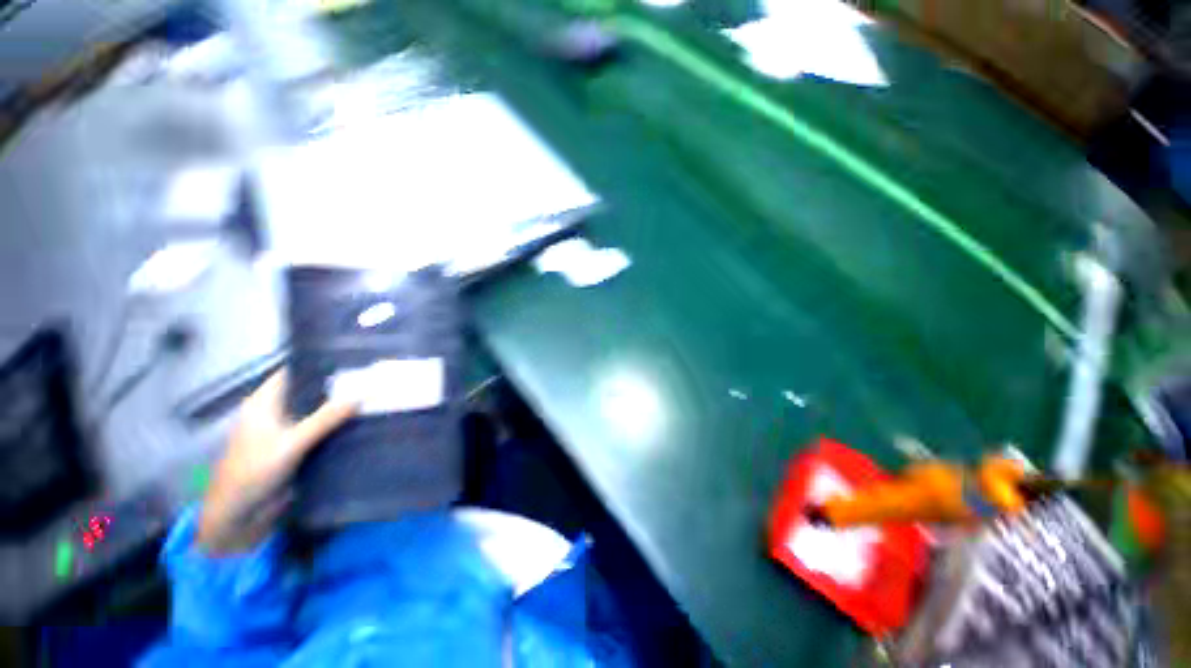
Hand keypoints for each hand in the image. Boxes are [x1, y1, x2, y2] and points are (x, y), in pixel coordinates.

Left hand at [197, 370, 356, 554]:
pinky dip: (339, 425)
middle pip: (310, 391)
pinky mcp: (296, 448)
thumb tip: (363, 394)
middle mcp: (276, 412)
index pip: (294, 372)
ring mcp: (286, 431)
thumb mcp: (291, 443)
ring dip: (341, 407)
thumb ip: (325, 419)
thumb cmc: (253, 473)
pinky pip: (321, 430)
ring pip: (318, 411)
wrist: (238, 517)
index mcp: (264, 403)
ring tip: (376, 395)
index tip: (353, 356)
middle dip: (338, 385)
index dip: (320, 362)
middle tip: (374, 376)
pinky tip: (363, 421)